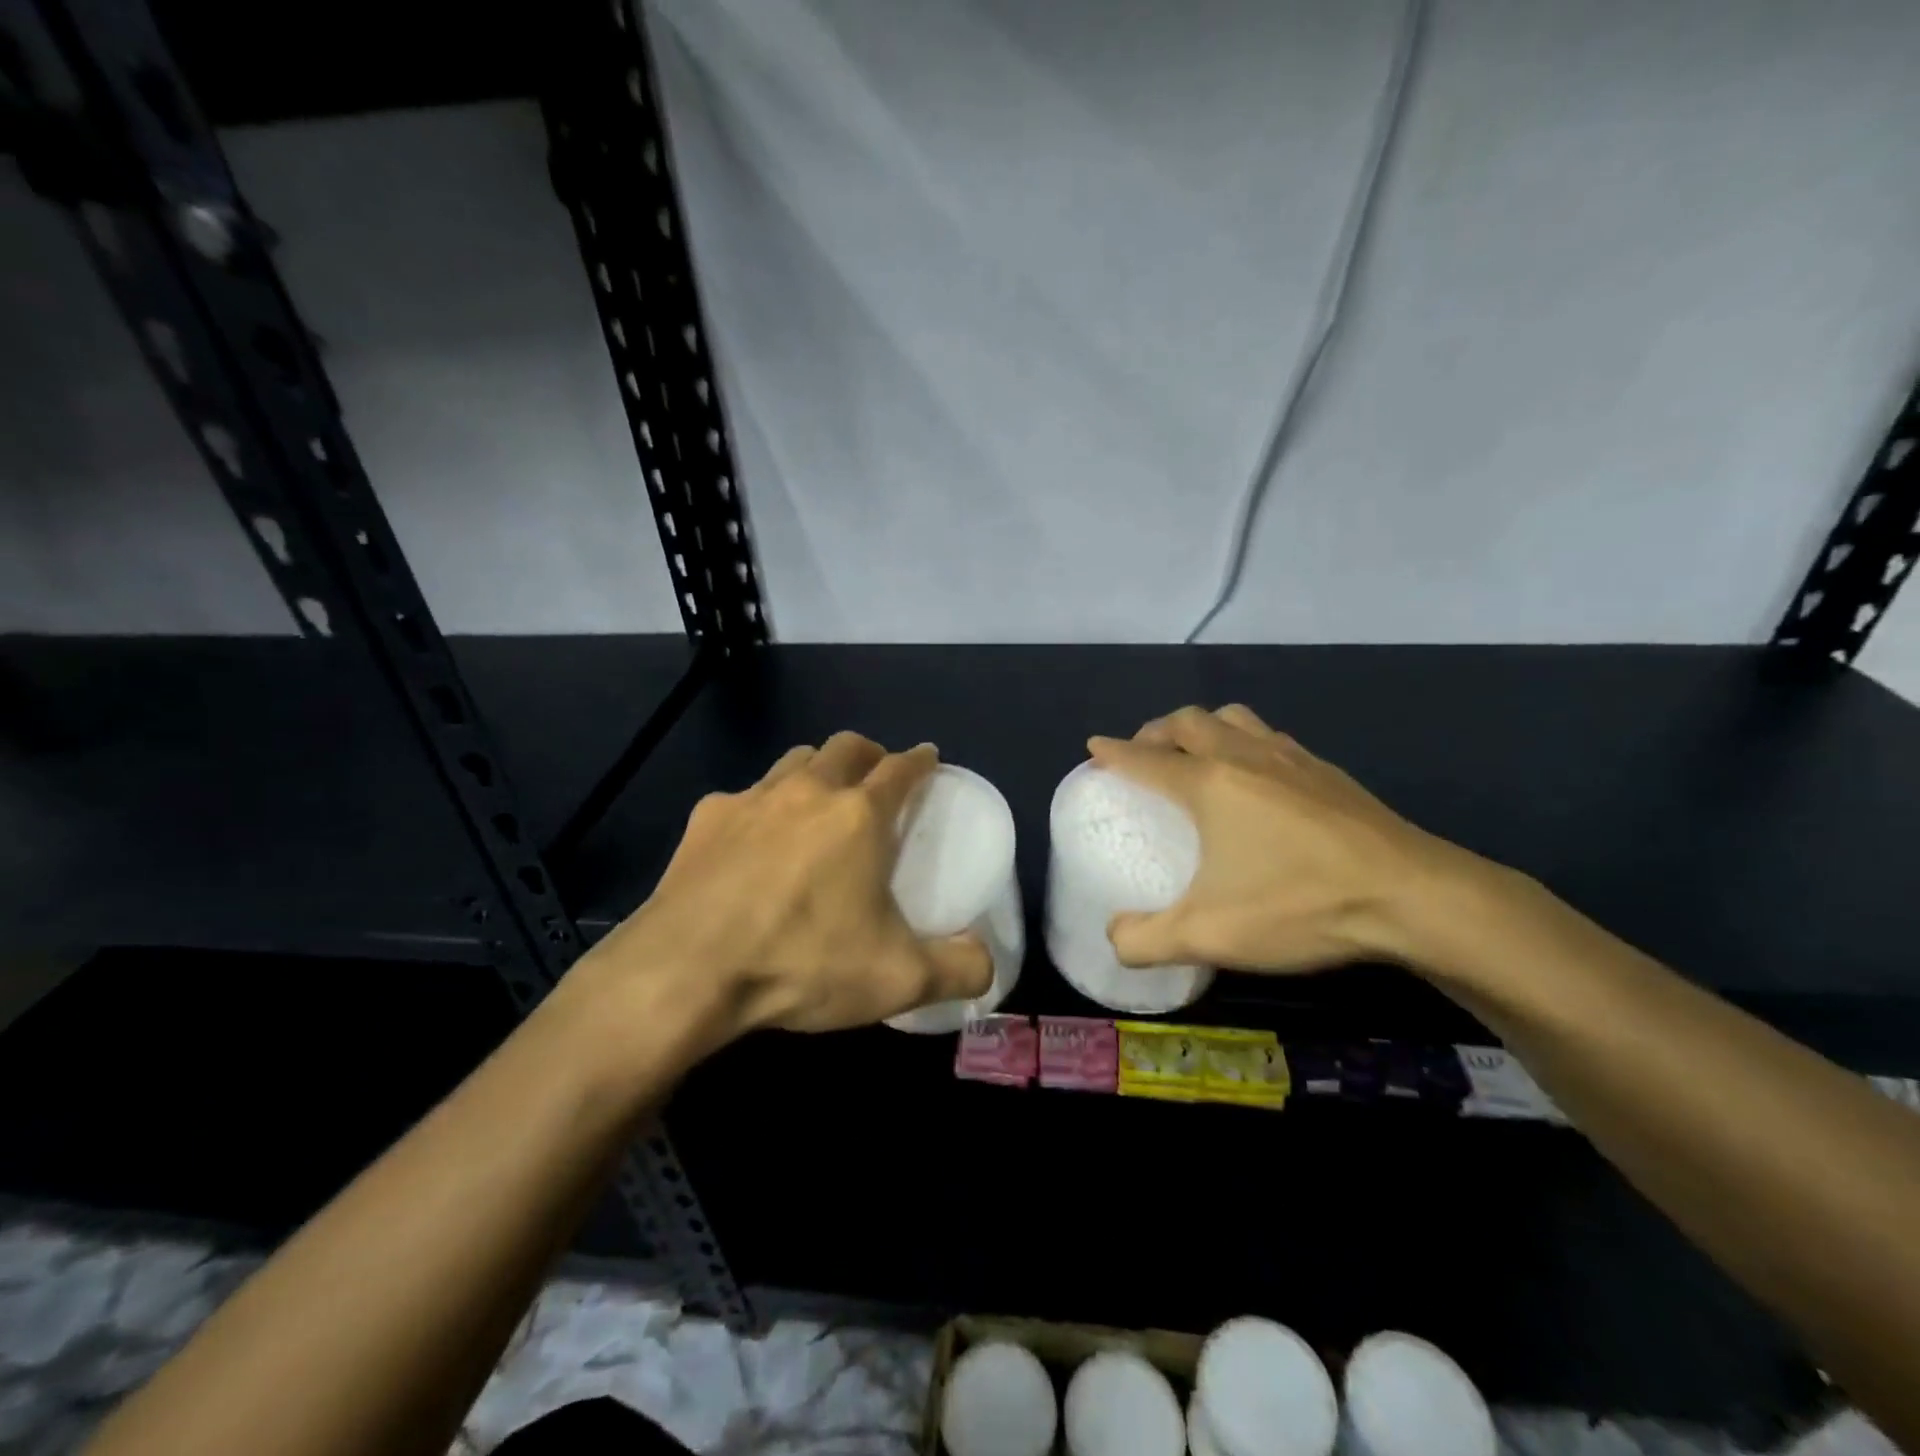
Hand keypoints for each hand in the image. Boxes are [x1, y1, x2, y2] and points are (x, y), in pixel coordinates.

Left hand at [597, 732, 993, 1039]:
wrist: (688, 971)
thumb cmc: (802, 962)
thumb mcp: (898, 979)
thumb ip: (958, 969)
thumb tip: (986, 964)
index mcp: (859, 816)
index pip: (901, 768)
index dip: (920, 760)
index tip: (928, 759)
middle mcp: (808, 791)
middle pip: (846, 746)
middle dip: (869, 753)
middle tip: (877, 777)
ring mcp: (752, 799)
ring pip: (794, 761)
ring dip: (816, 769)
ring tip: (820, 800)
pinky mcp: (706, 819)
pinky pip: (744, 796)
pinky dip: (762, 807)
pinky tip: (753, 841)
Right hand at [1089, 705, 1487, 973]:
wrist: (1413, 896)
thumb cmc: (1301, 905)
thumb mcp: (1210, 936)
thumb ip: (1147, 940)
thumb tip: (1113, 939)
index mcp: (1208, 784)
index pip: (1145, 758)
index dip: (1113, 751)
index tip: (1094, 746)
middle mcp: (1243, 756)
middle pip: (1187, 721)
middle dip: (1155, 730)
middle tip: (1144, 753)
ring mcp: (1291, 758)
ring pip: (1233, 717)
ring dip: (1203, 726)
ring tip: (1196, 752)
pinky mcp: (1328, 771)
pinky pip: (1270, 735)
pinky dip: (1245, 740)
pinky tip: (1258, 774)